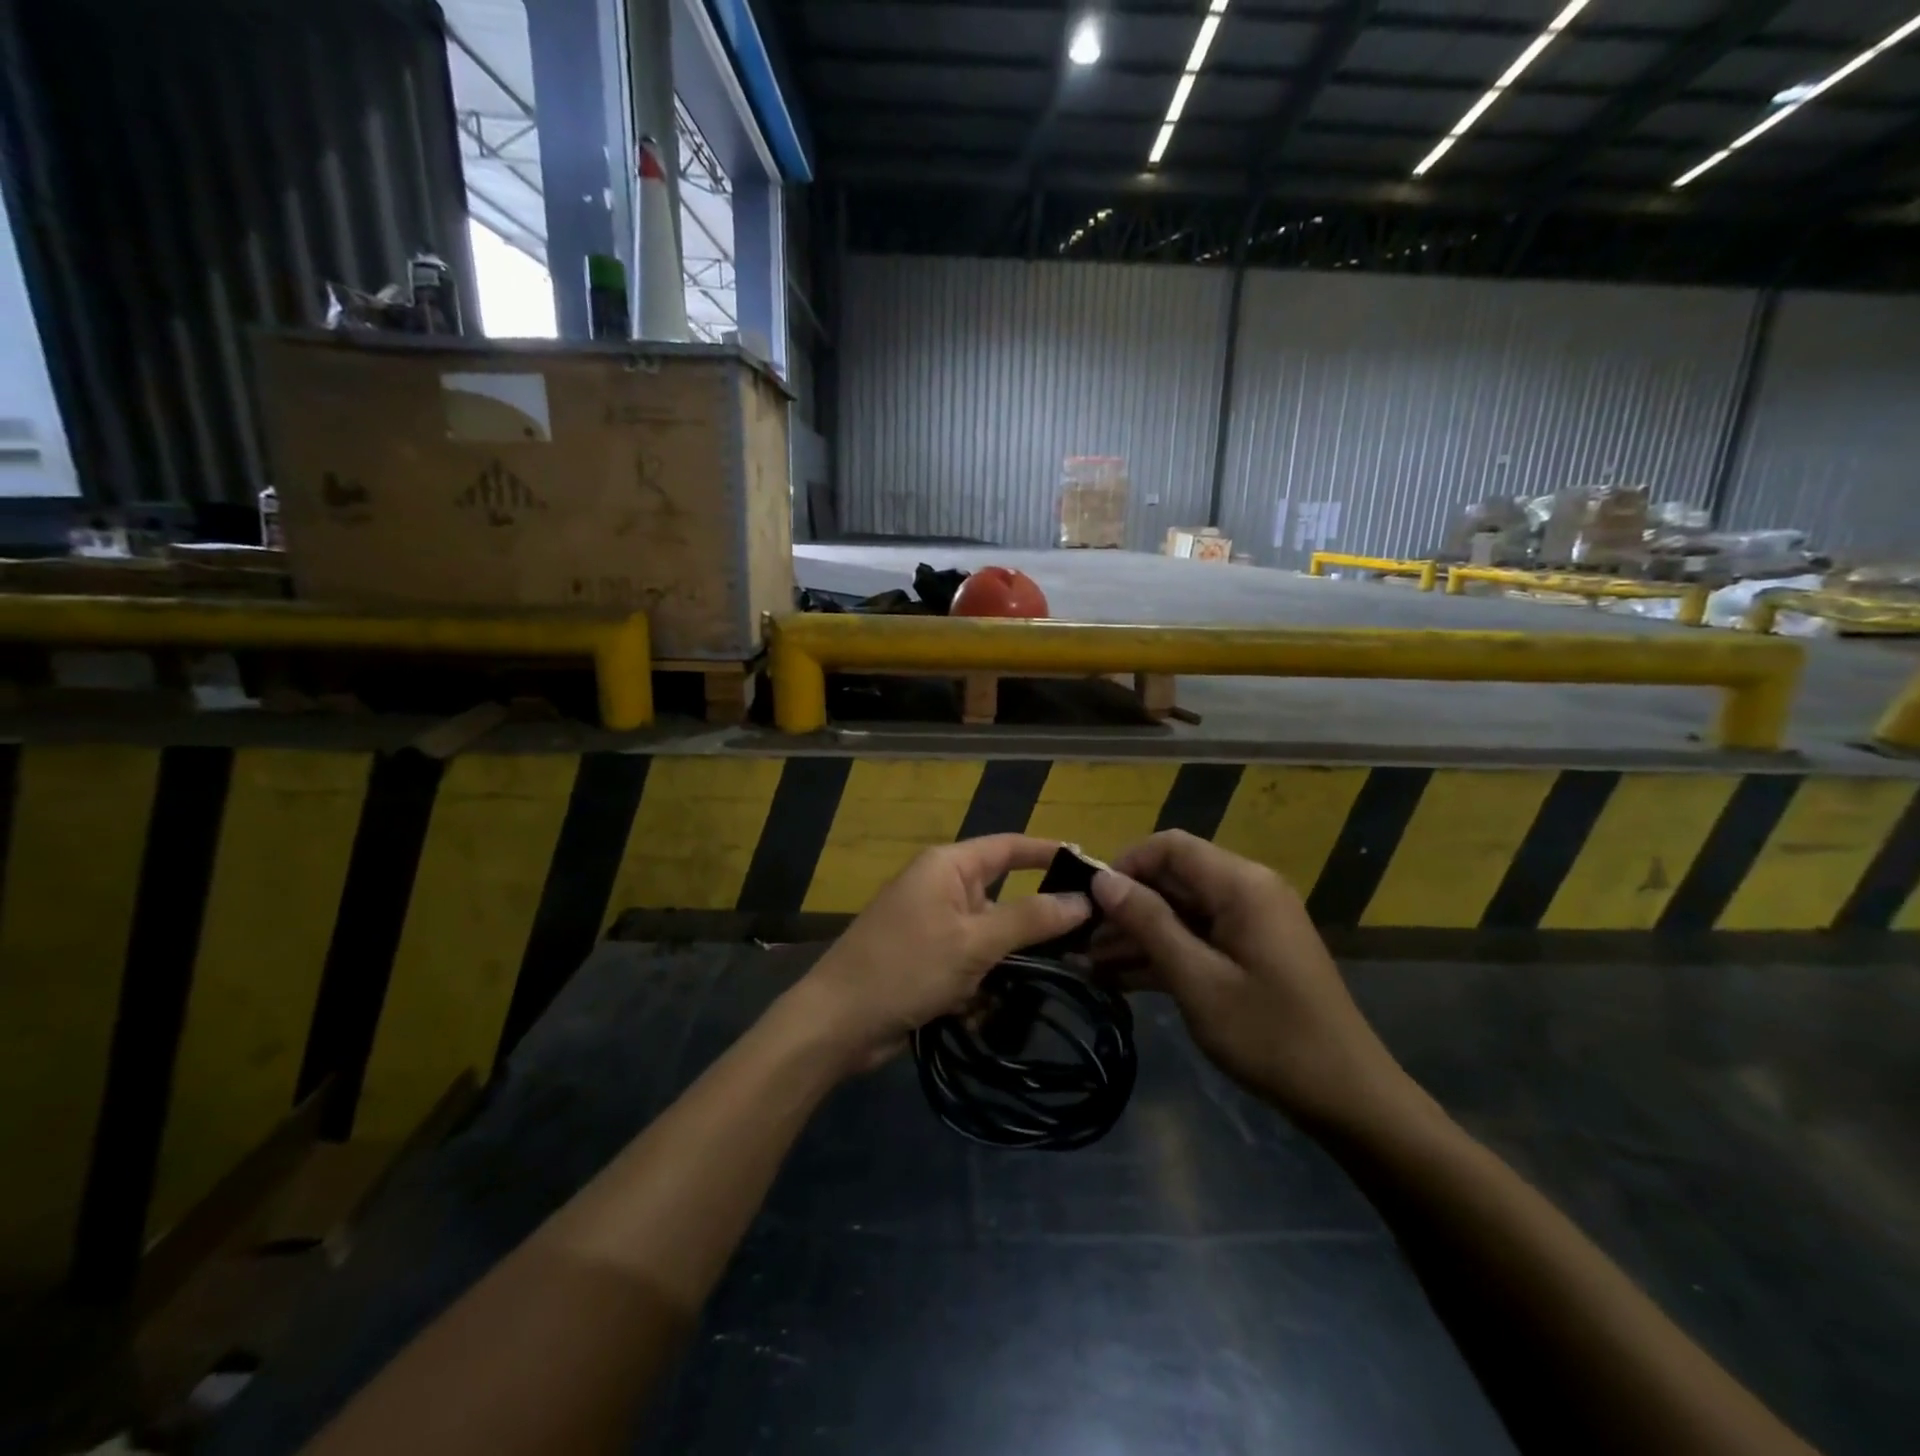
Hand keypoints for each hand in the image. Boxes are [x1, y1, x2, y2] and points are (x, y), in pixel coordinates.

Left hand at [789, 835, 1091, 1073]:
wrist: (837, 1023)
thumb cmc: (905, 968)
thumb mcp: (974, 942)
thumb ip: (1030, 919)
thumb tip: (1083, 899)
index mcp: (947, 867)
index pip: (1008, 847)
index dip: (1048, 853)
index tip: (1092, 867)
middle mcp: (941, 888)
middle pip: (1003, 897)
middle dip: (1031, 927)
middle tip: (1083, 944)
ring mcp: (933, 927)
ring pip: (990, 938)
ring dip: (1004, 966)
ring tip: (1035, 987)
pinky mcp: (927, 962)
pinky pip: (969, 965)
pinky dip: (978, 987)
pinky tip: (976, 1013)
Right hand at [1089, 831, 1408, 1132]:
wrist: (1347, 1096)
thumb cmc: (1270, 1035)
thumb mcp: (1197, 980)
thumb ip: (1148, 923)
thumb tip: (1102, 881)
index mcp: (1241, 885)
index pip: (1170, 846)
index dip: (1125, 865)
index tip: (1088, 900)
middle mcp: (1246, 891)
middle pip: (1172, 879)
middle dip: (1124, 906)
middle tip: (1078, 940)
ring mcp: (1249, 923)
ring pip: (1179, 911)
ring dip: (1136, 935)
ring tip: (1086, 964)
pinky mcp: (1248, 952)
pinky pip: (1196, 938)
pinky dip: (1161, 954)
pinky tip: (1117, 978)